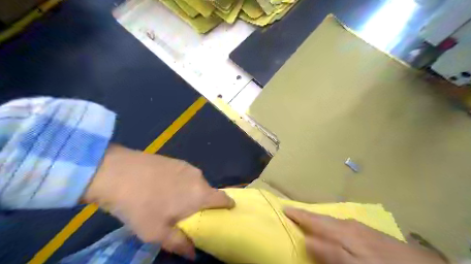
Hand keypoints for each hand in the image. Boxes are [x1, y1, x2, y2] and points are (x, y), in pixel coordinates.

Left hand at [84, 145, 234, 257]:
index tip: (225, 213)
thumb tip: (193, 255)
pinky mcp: (175, 160)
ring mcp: (186, 166)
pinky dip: (181, 183)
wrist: (117, 172)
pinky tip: (162, 187)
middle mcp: (198, 177)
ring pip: (195, 183)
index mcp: (200, 194)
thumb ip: (180, 243)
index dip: (227, 206)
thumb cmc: (140, 206)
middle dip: (202, 204)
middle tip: (186, 214)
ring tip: (171, 201)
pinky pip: (185, 175)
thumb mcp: (157, 232)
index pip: (224, 198)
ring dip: (189, 193)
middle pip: (208, 192)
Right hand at [281, 207, 445, 263]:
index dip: (298, 215)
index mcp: (342, 231)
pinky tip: (334, 229)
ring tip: (308, 219)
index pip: (314, 220)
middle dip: (306, 214)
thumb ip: (330, 252)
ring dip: (318, 219)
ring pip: (333, 221)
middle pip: (322, 218)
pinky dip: (332, 225)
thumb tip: (306, 239)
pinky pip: (343, 225)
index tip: (284, 209)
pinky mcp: (370, 234)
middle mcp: (349, 225)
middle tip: (292, 212)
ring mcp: (361, 228)